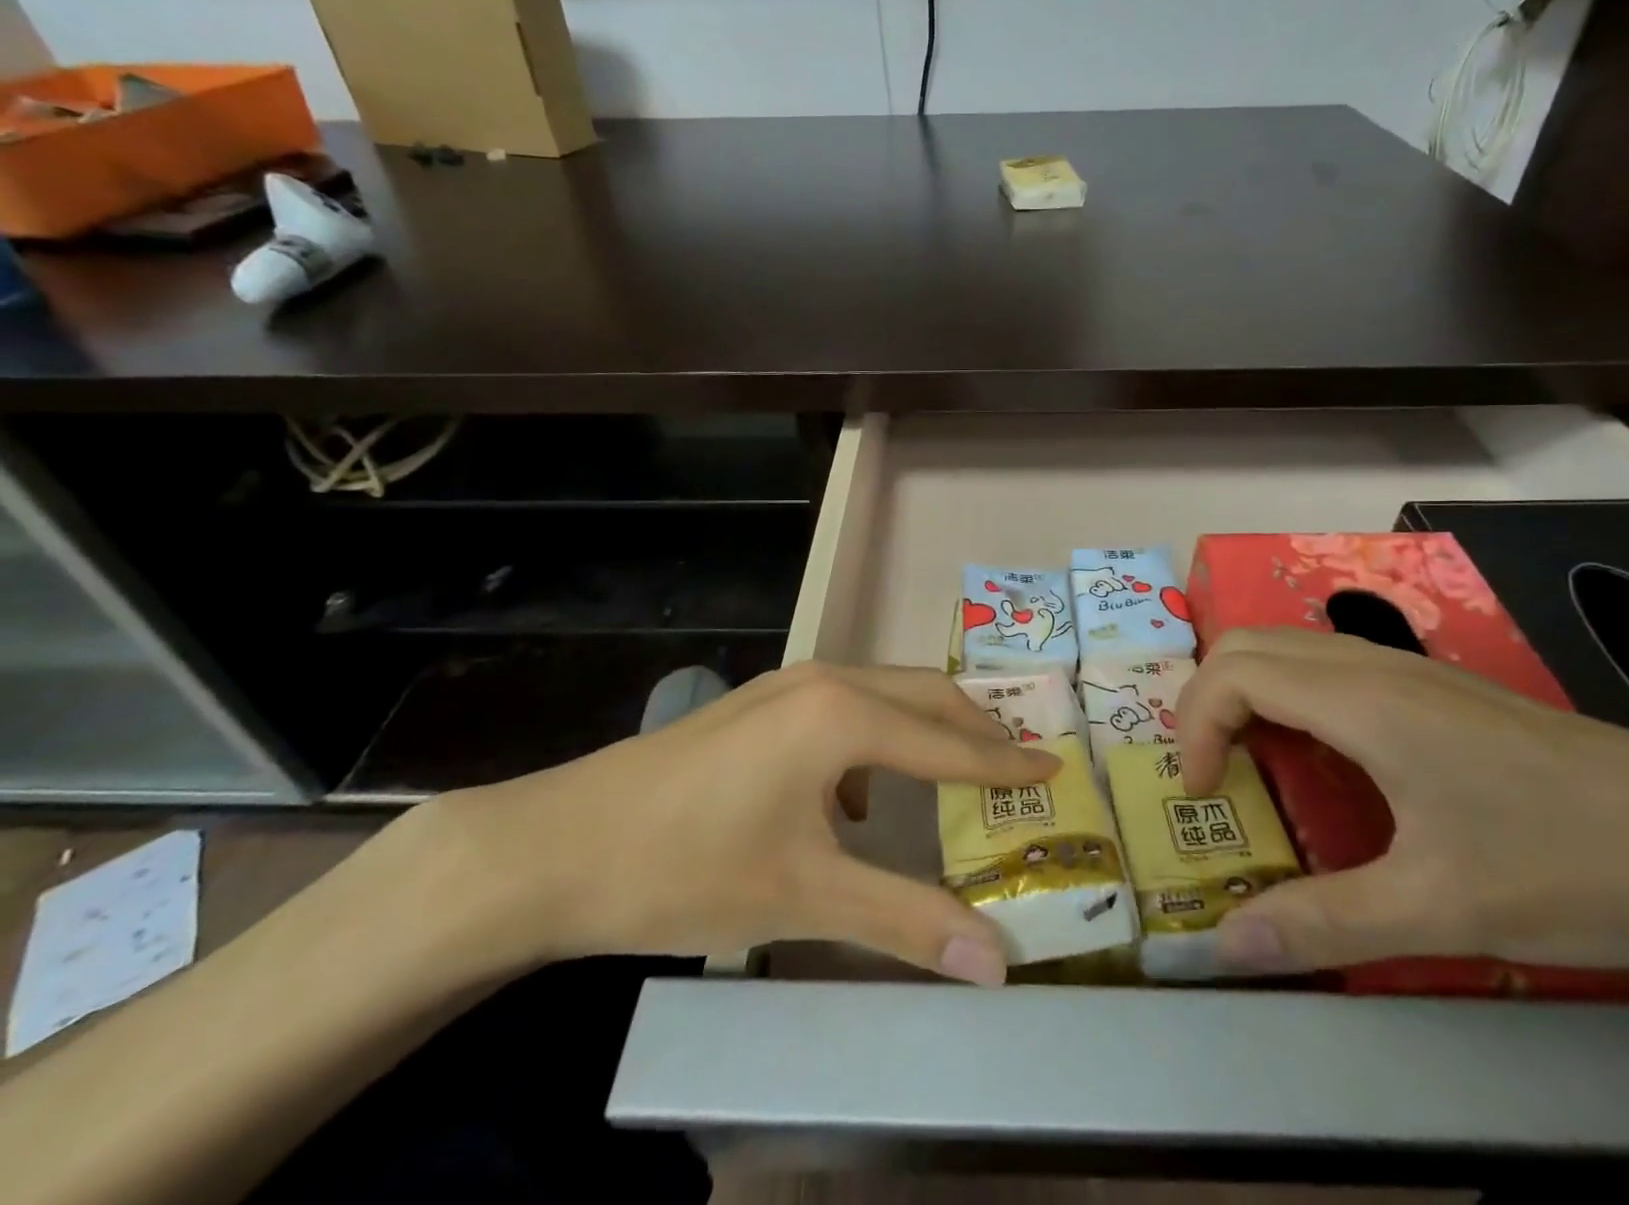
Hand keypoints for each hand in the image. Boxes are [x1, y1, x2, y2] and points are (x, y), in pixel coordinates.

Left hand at [426, 663, 1058, 986]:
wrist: (560, 846)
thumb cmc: (689, 867)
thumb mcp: (804, 896)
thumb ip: (904, 920)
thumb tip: (995, 962)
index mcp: (844, 715)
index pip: (949, 741)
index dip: (1005, 761)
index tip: (1055, 764)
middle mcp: (825, 681)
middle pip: (923, 695)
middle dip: (975, 727)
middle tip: (1019, 763)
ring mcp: (786, 685)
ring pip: (882, 694)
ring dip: (925, 728)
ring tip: (957, 774)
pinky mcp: (760, 704)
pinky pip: (843, 707)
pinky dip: (876, 739)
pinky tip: (859, 797)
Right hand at [1178, 627, 1628, 980]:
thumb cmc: (1571, 864)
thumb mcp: (1442, 909)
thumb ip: (1325, 923)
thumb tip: (1228, 947)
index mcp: (1362, 701)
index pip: (1234, 674)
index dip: (1195, 726)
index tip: (1205, 797)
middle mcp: (1373, 666)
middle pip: (1247, 644)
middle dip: (1206, 700)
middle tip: (1212, 773)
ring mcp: (1407, 669)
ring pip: (1287, 648)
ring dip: (1246, 694)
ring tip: (1250, 764)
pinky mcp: (1435, 687)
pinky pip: (1327, 667)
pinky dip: (1288, 696)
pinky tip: (1321, 760)